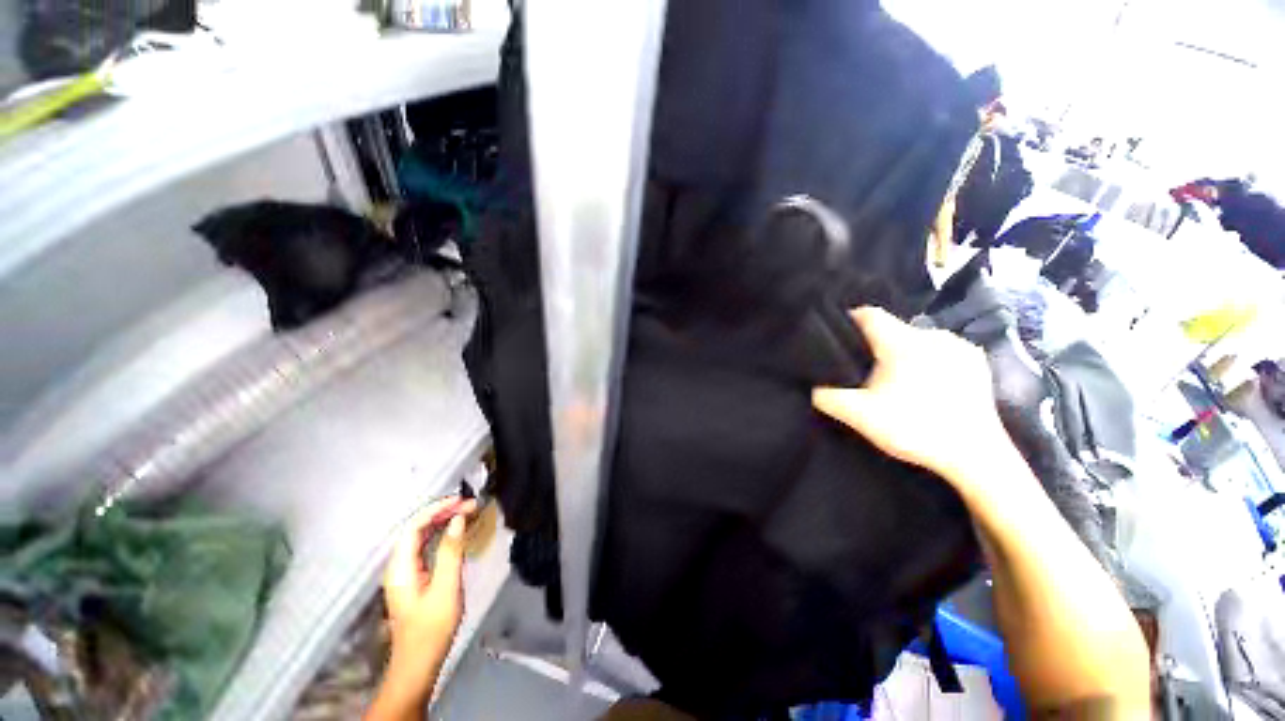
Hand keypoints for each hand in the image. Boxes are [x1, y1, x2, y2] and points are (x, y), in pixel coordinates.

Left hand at [383, 497, 476, 681]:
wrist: (419, 663)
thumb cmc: (432, 627)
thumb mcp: (445, 588)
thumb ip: (450, 551)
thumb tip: (458, 520)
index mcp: (400, 567)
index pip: (413, 527)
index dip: (436, 509)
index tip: (460, 500)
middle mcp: (399, 566)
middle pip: (416, 529)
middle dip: (442, 513)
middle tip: (469, 505)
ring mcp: (405, 573)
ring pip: (421, 538)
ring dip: (442, 522)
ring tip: (466, 513)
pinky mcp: (414, 579)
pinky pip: (426, 548)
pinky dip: (441, 535)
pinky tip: (456, 533)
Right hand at [812, 307, 1011, 493]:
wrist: (976, 457)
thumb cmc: (914, 429)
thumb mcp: (860, 416)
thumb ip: (827, 397)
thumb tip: (812, 388)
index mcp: (903, 342)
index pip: (868, 315)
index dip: (848, 321)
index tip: (838, 337)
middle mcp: (932, 335)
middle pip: (892, 329)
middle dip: (875, 344)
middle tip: (864, 369)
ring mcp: (959, 347)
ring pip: (917, 339)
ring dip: (902, 352)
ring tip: (895, 378)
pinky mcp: (976, 362)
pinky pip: (941, 349)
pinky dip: (927, 359)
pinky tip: (926, 382)